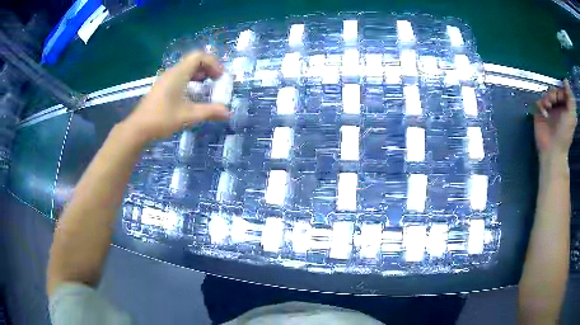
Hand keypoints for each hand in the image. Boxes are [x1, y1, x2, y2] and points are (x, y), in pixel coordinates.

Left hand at [123, 51, 229, 141]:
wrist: (138, 128)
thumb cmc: (162, 119)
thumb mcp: (188, 115)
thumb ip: (209, 112)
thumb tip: (227, 113)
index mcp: (178, 73)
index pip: (199, 56)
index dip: (213, 63)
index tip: (220, 78)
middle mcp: (172, 72)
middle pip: (193, 60)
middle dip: (208, 68)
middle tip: (216, 81)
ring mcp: (165, 79)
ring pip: (186, 68)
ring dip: (199, 74)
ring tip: (206, 86)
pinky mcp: (161, 87)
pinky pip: (179, 76)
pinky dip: (190, 80)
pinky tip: (192, 94)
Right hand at [534, 79, 576, 158]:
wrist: (553, 149)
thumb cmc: (565, 134)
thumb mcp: (572, 115)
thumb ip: (571, 98)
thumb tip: (565, 80)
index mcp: (566, 108)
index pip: (562, 91)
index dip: (561, 90)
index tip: (561, 96)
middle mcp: (558, 107)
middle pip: (554, 90)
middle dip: (553, 93)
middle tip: (553, 101)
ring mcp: (549, 110)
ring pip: (546, 94)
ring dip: (547, 97)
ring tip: (548, 106)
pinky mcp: (540, 113)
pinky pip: (538, 101)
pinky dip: (540, 104)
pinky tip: (543, 111)